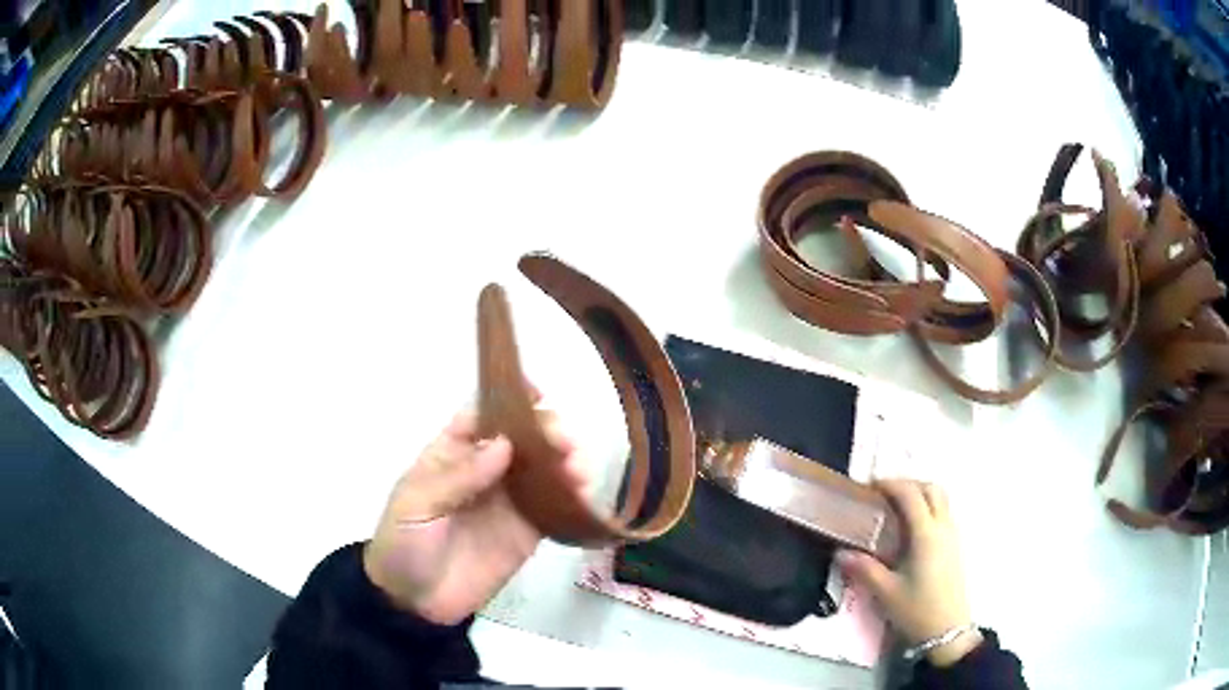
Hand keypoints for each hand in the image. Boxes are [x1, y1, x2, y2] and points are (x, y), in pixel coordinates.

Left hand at [363, 389, 586, 624]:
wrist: (415, 603)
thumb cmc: (403, 544)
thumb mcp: (415, 505)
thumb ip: (458, 477)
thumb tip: (504, 443)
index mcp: (450, 455)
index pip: (480, 416)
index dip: (506, 399)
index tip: (536, 393)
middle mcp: (484, 471)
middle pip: (520, 439)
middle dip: (545, 432)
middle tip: (564, 443)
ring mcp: (508, 502)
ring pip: (542, 469)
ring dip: (564, 462)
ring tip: (578, 472)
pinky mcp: (527, 532)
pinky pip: (553, 507)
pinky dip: (571, 498)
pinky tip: (583, 496)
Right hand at [836, 480, 981, 666]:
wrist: (947, 630)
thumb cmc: (917, 610)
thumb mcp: (886, 592)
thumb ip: (864, 569)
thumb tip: (841, 552)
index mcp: (926, 534)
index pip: (911, 495)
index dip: (891, 484)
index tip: (869, 485)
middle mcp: (943, 527)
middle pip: (931, 489)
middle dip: (908, 484)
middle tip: (884, 494)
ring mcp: (953, 535)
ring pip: (940, 499)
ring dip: (920, 494)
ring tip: (896, 508)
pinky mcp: (955, 546)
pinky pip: (943, 513)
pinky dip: (927, 508)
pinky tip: (910, 529)